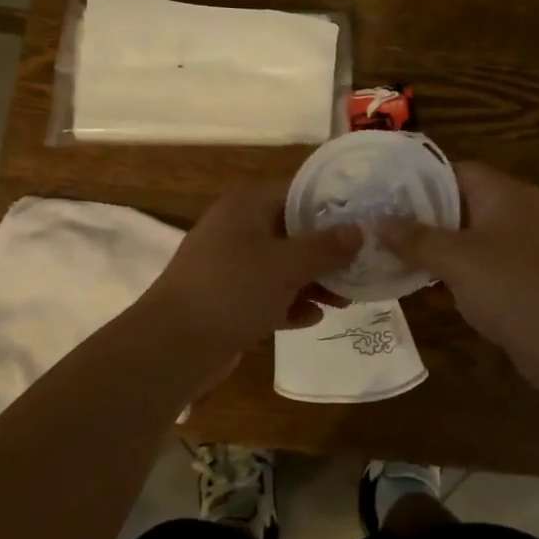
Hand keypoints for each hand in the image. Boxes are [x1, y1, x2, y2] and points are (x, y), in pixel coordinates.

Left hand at [140, 176, 357, 366]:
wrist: (173, 346)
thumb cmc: (233, 290)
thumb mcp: (286, 265)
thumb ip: (325, 247)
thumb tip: (358, 231)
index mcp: (247, 206)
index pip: (298, 192)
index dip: (332, 204)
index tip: (365, 219)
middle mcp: (238, 229)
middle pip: (292, 231)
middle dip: (327, 250)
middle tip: (362, 265)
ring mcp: (230, 266)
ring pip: (282, 266)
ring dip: (313, 281)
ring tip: (346, 299)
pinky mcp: (228, 300)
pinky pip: (267, 295)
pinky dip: (289, 304)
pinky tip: (314, 318)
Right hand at [379, 163, 538, 387]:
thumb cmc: (513, 287)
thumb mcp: (456, 259)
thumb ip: (415, 239)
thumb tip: (379, 222)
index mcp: (505, 193)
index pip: (455, 171)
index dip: (418, 181)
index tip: (383, 196)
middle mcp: (516, 214)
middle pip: (459, 206)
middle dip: (421, 222)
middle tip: (380, 232)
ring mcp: (523, 250)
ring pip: (468, 242)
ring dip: (435, 254)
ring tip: (393, 263)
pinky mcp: (524, 283)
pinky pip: (481, 271)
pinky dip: (456, 279)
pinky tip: (427, 297)